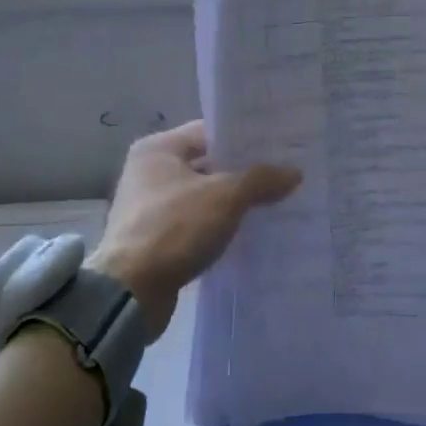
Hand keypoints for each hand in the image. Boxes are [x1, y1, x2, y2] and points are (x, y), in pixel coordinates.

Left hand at [91, 120, 301, 338]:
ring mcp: (150, 207)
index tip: (278, 145)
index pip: (209, 132)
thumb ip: (260, 180)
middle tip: (284, 175)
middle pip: (206, 164)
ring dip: (232, 202)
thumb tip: (294, 172)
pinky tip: (249, 233)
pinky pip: (195, 224)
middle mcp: (149, 172)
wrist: (131, 292)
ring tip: (275, 203)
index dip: (243, 138)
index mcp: (157, 149)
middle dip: (243, 172)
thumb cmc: (174, 229)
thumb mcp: (224, 198)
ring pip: (203, 196)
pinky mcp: (156, 239)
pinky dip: (218, 227)